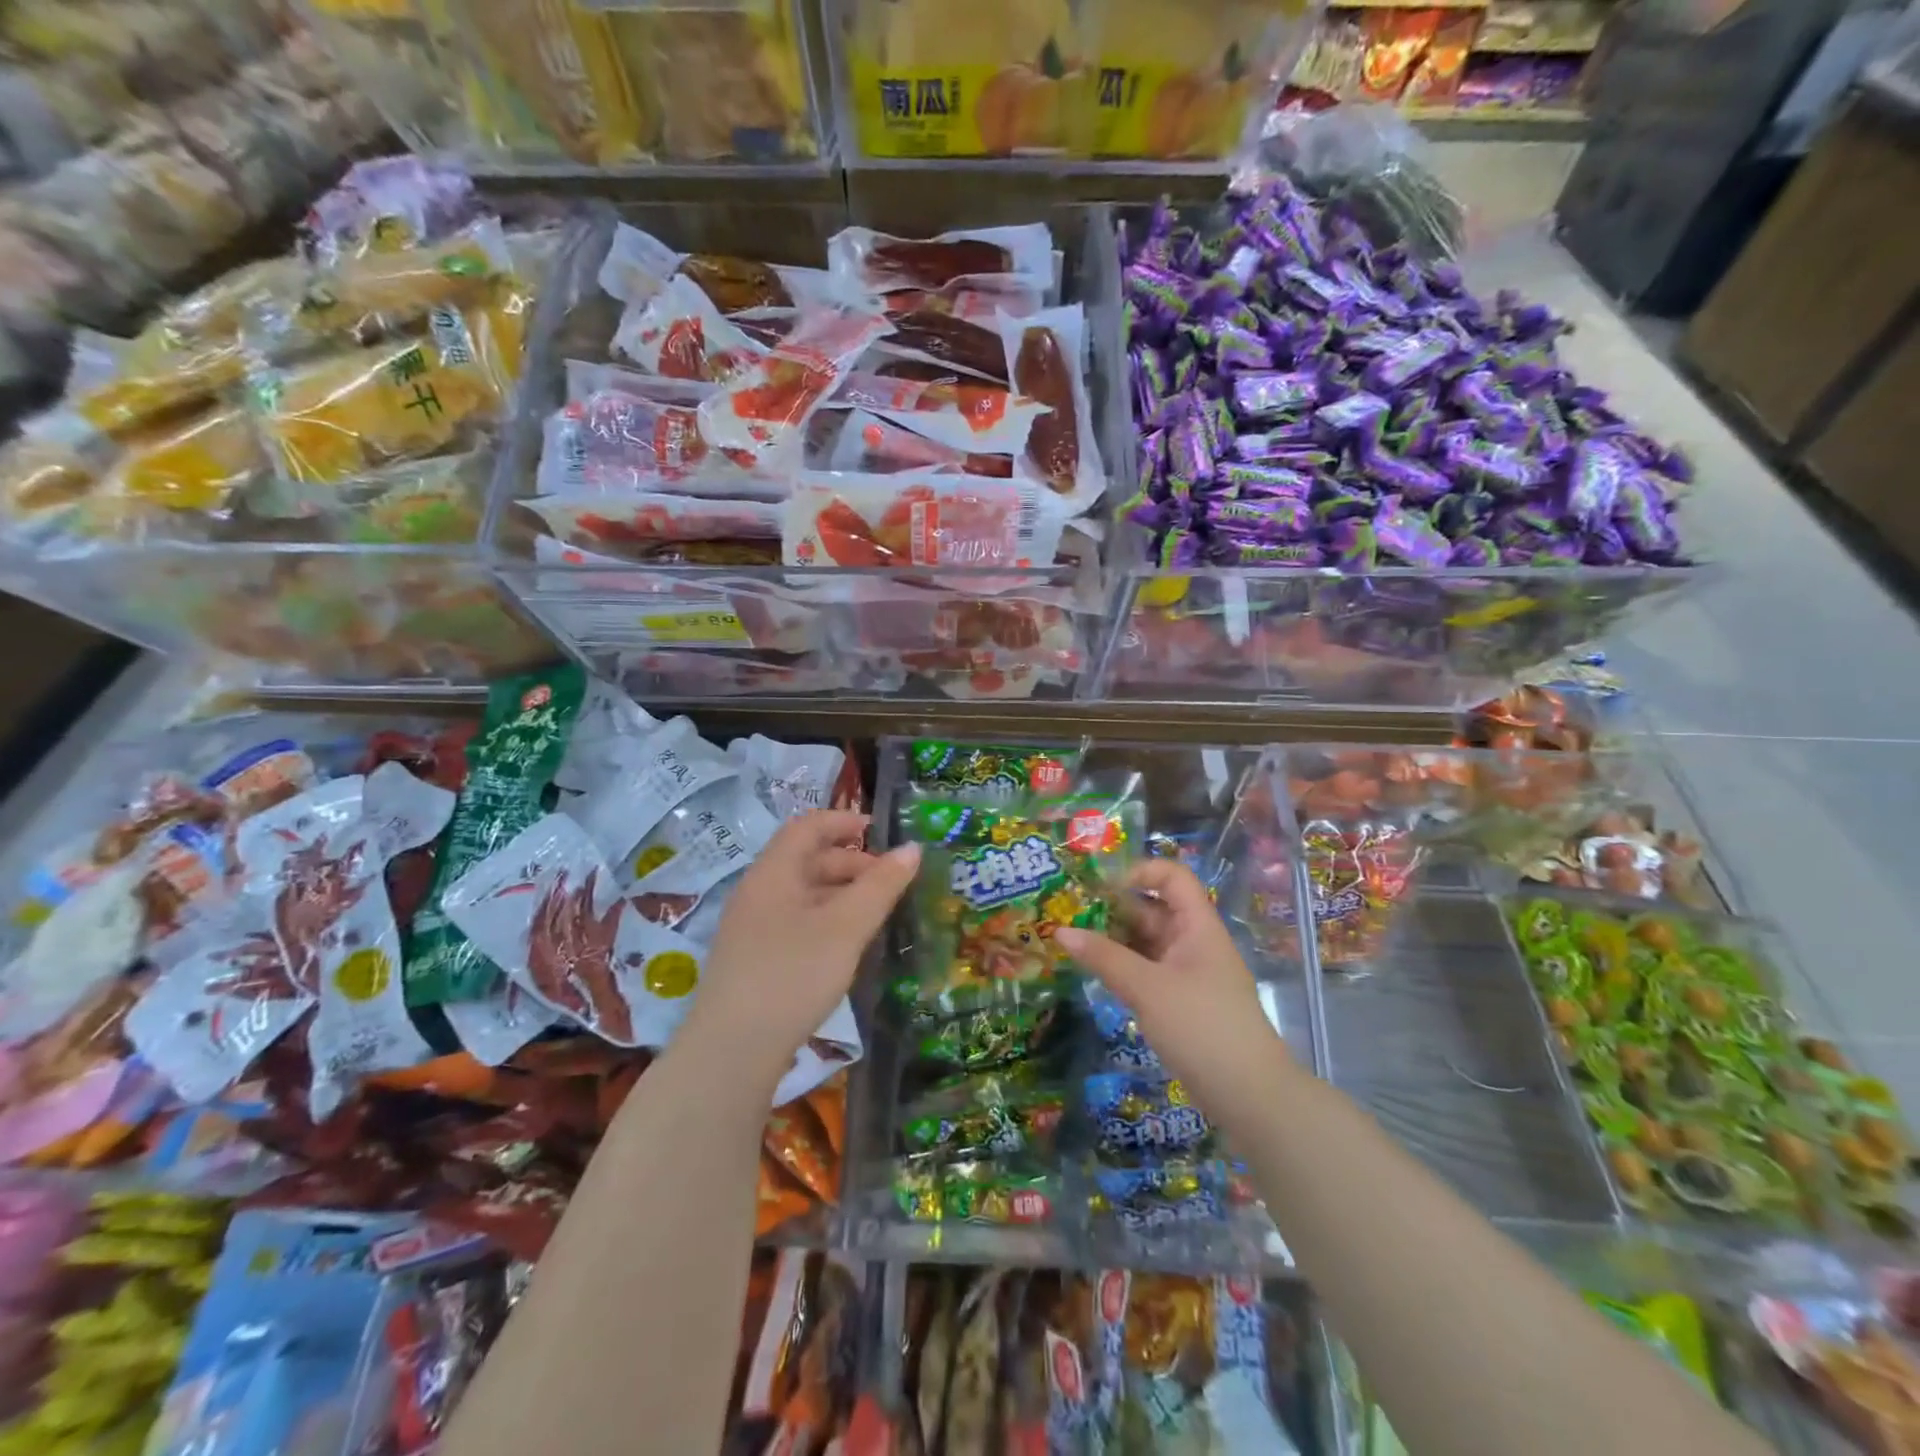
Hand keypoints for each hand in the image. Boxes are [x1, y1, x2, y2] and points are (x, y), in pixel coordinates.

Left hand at [688, 811, 918, 1088]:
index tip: (882, 834)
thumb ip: (881, 886)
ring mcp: (751, 928)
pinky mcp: (753, 959)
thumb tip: (912, 848)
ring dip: (841, 894)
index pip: (808, 826)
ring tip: (875, 915)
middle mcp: (757, 892)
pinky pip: (795, 921)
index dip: (844, 821)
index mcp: (773, 872)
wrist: (731, 1052)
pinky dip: (826, 920)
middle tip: (890, 884)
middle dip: (851, 863)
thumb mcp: (846, 927)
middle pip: (807, 859)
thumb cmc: (792, 975)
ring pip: (803, 894)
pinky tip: (845, 947)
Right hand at [1056, 860, 1291, 1118]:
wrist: (1251, 1096)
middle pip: (1154, 909)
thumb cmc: (1202, 1027)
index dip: (1138, 872)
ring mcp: (1189, 973)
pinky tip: (1095, 973)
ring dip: (1114, 940)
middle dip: (1114, 909)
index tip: (1099, 888)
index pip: (1172, 876)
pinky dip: (1122, 967)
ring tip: (1074, 943)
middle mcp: (1194, 942)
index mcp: (1197, 926)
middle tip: (1070, 915)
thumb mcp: (1148, 988)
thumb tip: (1061, 931)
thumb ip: (1104, 958)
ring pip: (1147, 942)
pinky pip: (1147, 970)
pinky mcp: (1182, 1002)